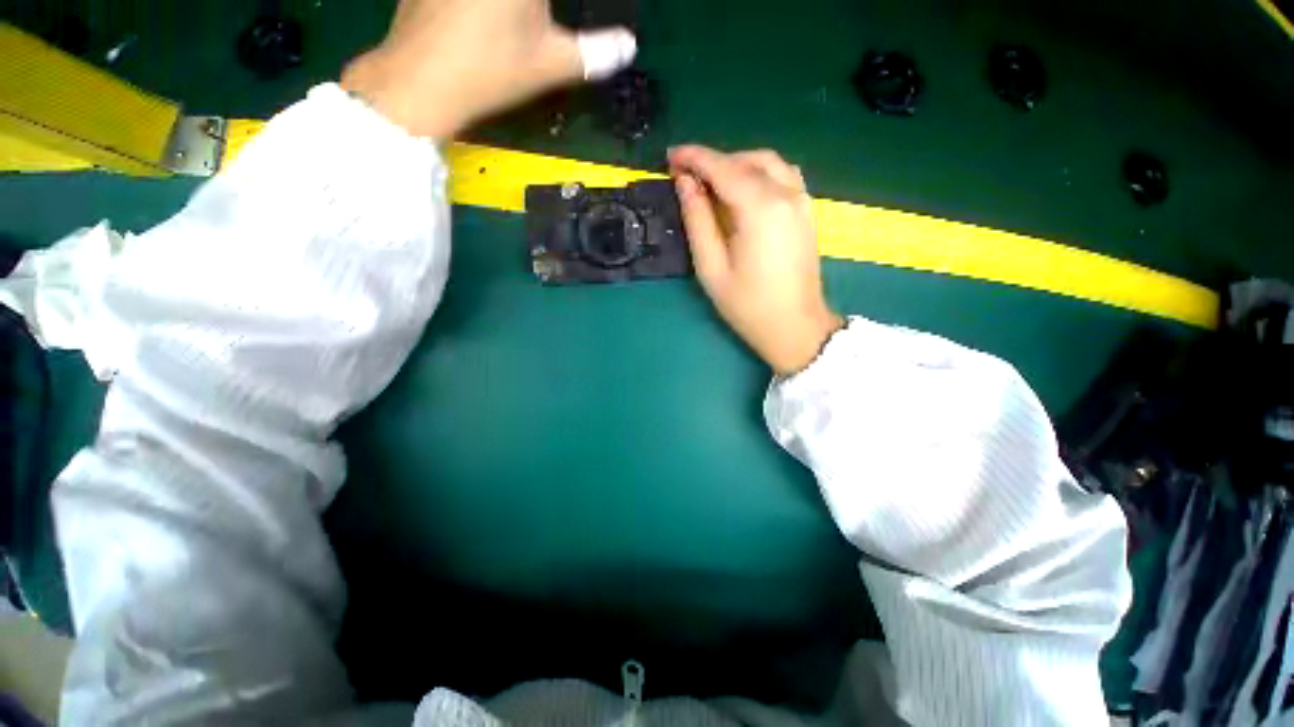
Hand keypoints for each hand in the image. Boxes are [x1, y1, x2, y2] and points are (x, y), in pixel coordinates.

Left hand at [341, 0, 635, 138]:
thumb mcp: (551, 64)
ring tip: (526, 25)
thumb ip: (594, 53)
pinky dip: (493, 9)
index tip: (550, 30)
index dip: (549, 11)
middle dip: (539, 9)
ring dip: (524, 10)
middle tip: (542, 25)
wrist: (420, 81)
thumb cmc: (490, 70)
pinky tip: (494, 22)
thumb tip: (629, 46)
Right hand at [669, 145, 842, 375]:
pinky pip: (783, 175)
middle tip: (686, 177)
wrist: (795, 327)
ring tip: (712, 183)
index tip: (670, 156)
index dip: (694, 158)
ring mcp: (802, 201)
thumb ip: (698, 221)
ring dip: (737, 164)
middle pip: (746, 160)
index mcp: (760, 208)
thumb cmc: (747, 305)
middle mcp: (786, 194)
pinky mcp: (807, 211)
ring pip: (768, 163)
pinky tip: (743, 190)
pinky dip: (759, 172)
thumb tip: (685, 183)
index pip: (723, 168)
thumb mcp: (711, 267)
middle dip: (714, 161)